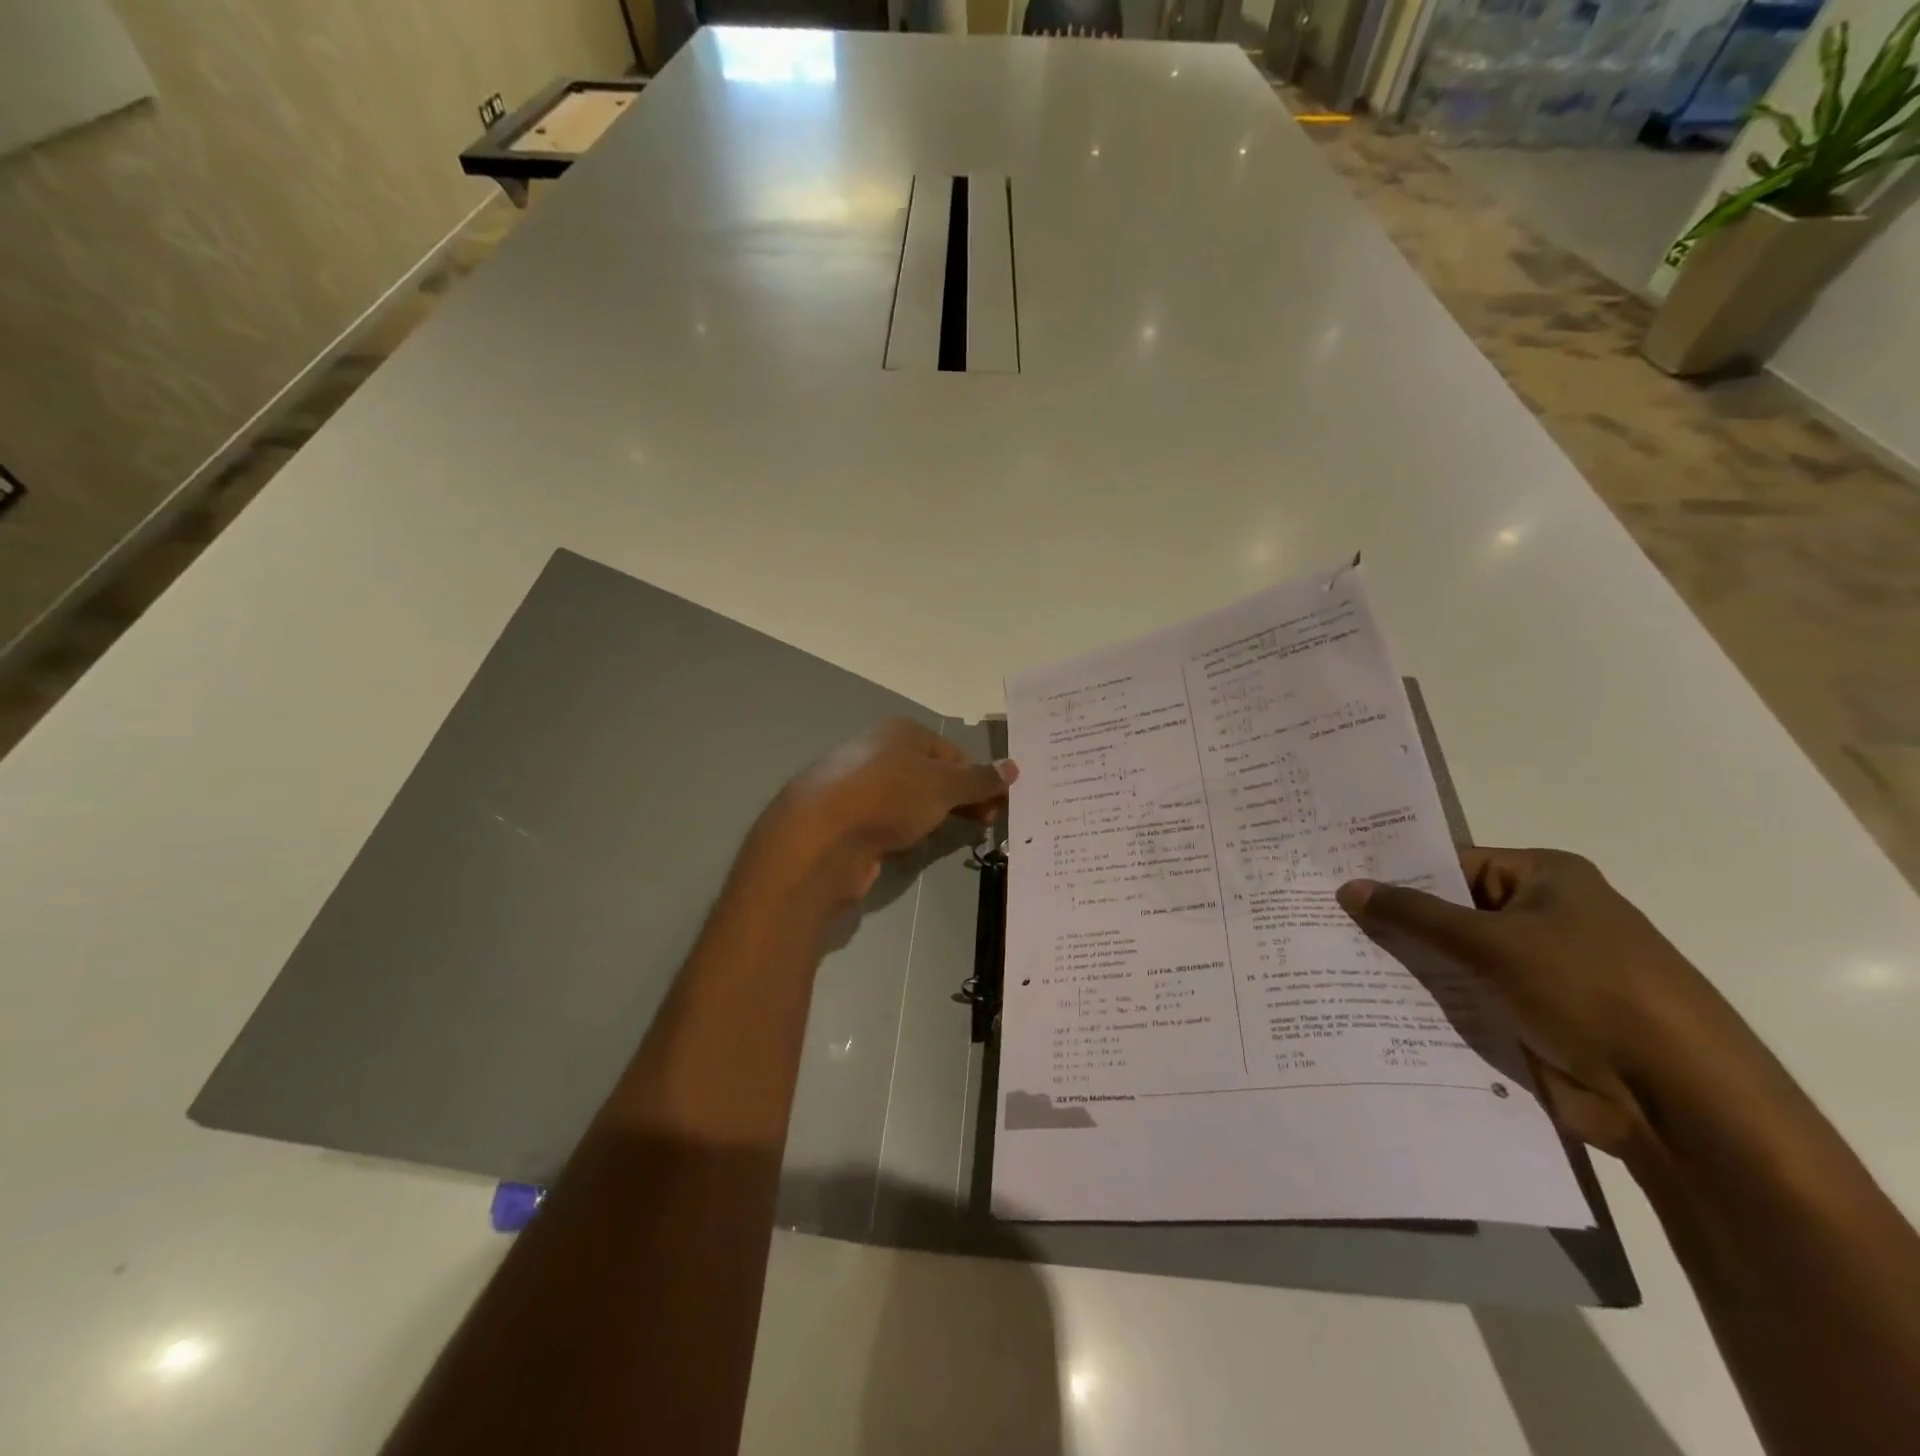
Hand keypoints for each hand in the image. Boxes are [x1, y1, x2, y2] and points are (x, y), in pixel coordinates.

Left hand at [742, 719, 1017, 909]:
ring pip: (910, 801)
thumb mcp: (943, 785)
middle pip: (932, 775)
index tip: (997, 806)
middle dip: (961, 799)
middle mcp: (878, 752)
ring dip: (934, 817)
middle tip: (985, 824)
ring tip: (953, 838)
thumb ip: (979, 779)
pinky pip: (889, 823)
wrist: (819, 838)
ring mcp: (860, 787)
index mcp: (901, 732)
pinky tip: (914, 847)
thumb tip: (1013, 767)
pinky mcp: (848, 821)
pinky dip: (907, 833)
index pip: (952, 752)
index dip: (978, 777)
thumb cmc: (888, 797)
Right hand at [1337, 848, 1754, 1157]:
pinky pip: (1465, 999)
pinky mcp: (1530, 1018)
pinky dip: (1428, 1001)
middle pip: (1449, 911)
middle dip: (1393, 920)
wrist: (1681, 1102)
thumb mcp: (1492, 942)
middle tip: (1321, 918)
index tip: (1335, 879)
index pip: (1451, 864)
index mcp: (1545, 879)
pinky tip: (1370, 1002)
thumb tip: (1347, 888)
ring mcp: (1537, 971)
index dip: (1395, 872)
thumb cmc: (1590, 992)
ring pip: (1453, 958)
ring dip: (1406, 964)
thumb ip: (1415, 914)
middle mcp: (1542, 917)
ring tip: (1331, 959)